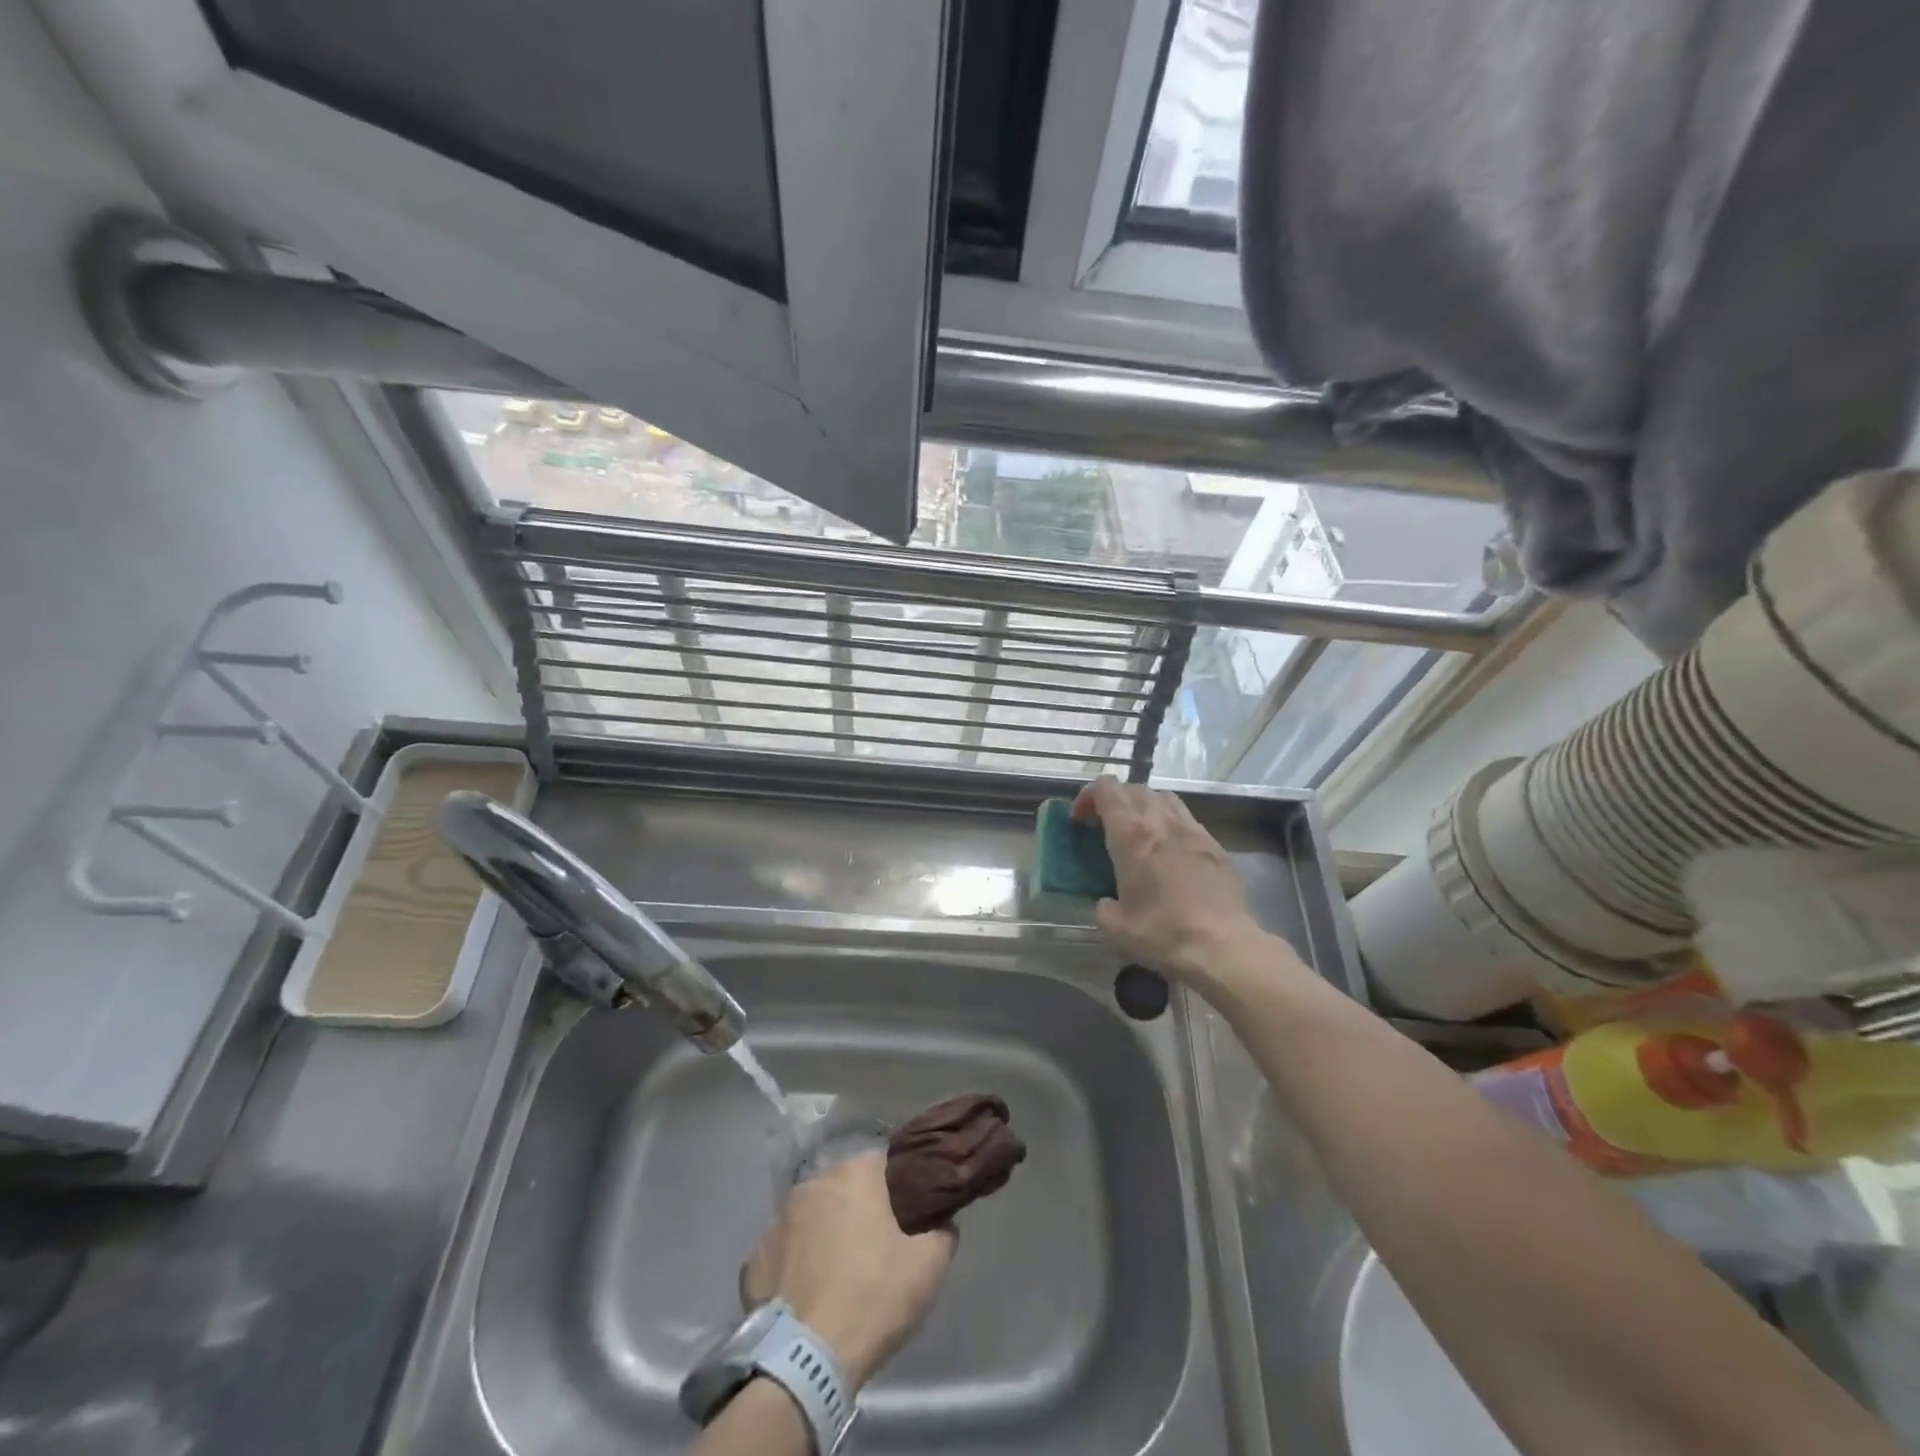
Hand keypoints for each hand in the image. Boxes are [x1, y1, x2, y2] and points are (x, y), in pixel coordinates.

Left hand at [741, 1152, 954, 1390]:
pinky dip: (795, 1263)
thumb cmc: (873, 1298)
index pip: (883, 1164)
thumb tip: (940, 1221)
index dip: (897, 1188)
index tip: (906, 1216)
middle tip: (874, 1246)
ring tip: (838, 1273)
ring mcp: (777, 1220)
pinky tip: (807, 1293)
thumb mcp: (928, 1266)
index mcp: (854, 1175)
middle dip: (858, 1209)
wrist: (805, 1361)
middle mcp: (813, 1184)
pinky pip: (783, 1250)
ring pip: (811, 1216)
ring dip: (824, 1233)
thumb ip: (942, 1231)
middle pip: (844, 1188)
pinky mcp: (753, 1259)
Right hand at [1072, 777, 1288, 991]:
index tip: (1080, 819)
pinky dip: (1169, 822)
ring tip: (1137, 831)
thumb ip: (1104, 908)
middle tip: (1104, 825)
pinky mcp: (1214, 844)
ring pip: (1163, 797)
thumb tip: (1106, 902)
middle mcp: (1162, 822)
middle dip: (1113, 800)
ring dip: (1143, 805)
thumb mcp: (1117, 928)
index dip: (1088, 796)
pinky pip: (1186, 818)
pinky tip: (1168, 849)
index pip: (1107, 790)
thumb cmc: (1164, 933)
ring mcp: (1192, 830)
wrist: (1224, 946)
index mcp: (1132, 836)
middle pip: (1134, 789)